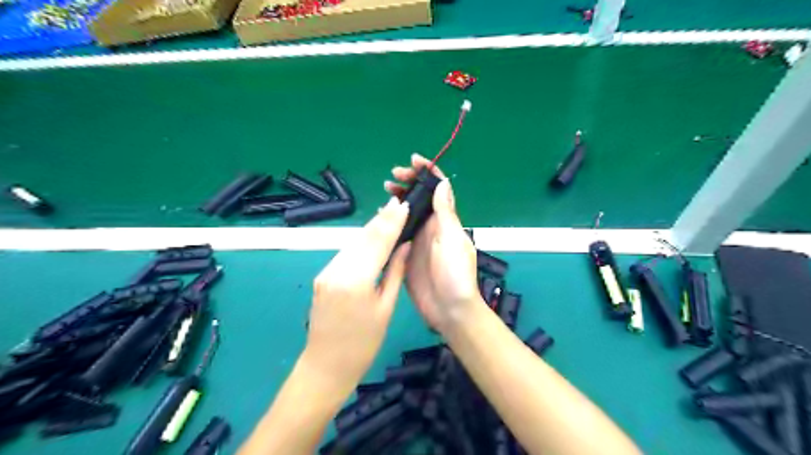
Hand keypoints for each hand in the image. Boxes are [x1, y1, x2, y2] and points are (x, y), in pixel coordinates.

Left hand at [302, 197, 409, 392]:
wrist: (326, 366)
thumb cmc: (363, 344)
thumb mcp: (386, 308)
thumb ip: (395, 273)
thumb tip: (405, 246)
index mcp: (356, 280)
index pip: (378, 242)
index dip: (392, 222)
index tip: (403, 205)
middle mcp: (337, 269)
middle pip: (363, 237)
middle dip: (381, 219)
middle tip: (397, 203)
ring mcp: (326, 272)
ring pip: (353, 243)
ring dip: (371, 229)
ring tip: (388, 214)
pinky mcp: (323, 276)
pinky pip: (345, 253)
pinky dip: (360, 243)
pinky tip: (372, 237)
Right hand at [386, 155, 480, 335]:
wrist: (448, 309)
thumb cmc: (455, 273)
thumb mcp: (452, 239)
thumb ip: (445, 212)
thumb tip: (442, 183)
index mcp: (445, 220)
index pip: (438, 188)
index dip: (428, 171)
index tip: (413, 160)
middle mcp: (431, 226)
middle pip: (420, 197)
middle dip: (408, 181)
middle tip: (393, 176)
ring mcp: (418, 239)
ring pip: (407, 212)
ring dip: (398, 198)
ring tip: (385, 190)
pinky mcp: (406, 253)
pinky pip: (397, 232)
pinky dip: (389, 220)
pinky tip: (379, 216)